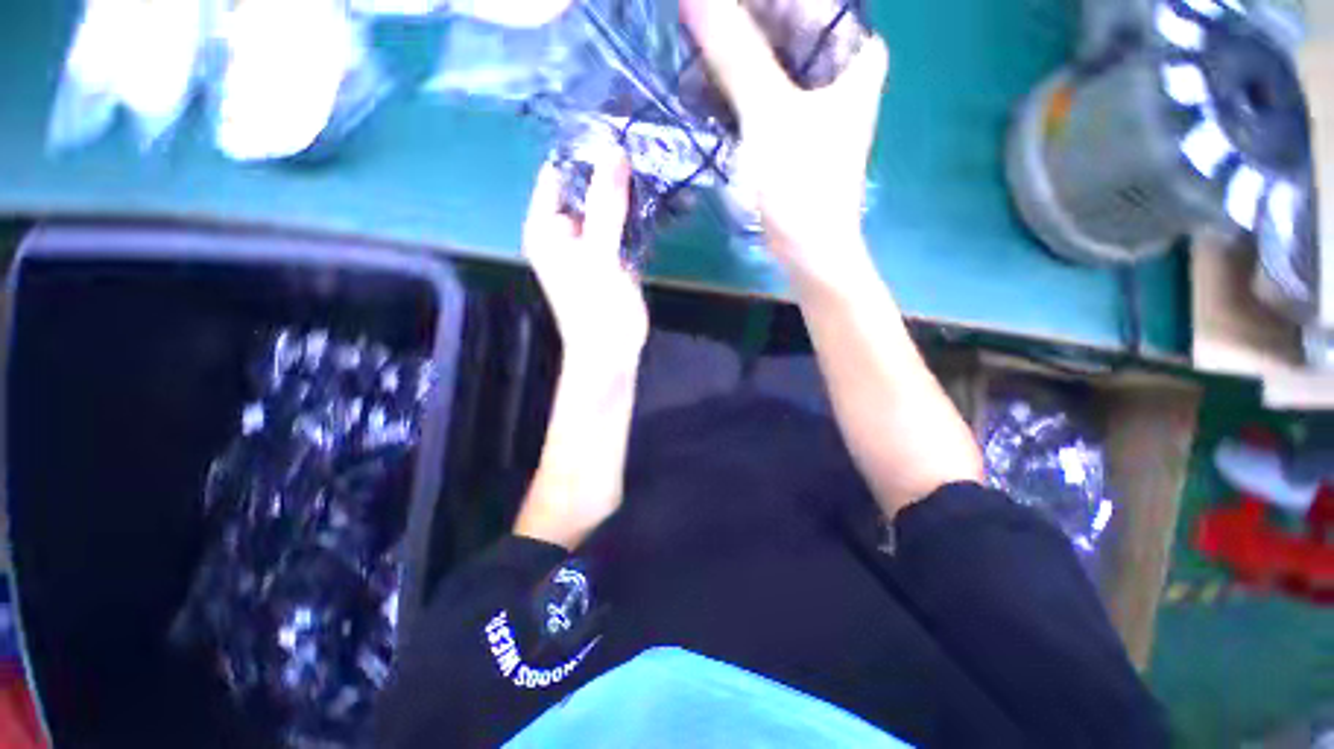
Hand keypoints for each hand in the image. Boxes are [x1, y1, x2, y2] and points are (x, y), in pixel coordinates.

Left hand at [523, 151, 647, 367]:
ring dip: (630, 192)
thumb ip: (605, 205)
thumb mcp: (599, 254)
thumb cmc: (596, 308)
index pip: (558, 174)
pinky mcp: (613, 256)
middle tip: (646, 145)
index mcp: (547, 227)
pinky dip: (640, 216)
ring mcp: (592, 244)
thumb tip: (613, 151)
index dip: (583, 151)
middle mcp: (566, 231)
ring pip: (609, 207)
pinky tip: (662, 200)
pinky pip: (624, 227)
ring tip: (658, 165)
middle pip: (586, 188)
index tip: (617, 129)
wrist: (612, 352)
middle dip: (613, 171)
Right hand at [681, 0, 888, 288]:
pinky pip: (760, 91)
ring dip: (728, 58)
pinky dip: (732, 89)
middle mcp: (837, 66)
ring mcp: (813, 99)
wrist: (809, 249)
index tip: (701, 5)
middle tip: (689, 27)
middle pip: (781, 25)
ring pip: (767, 59)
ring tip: (687, 56)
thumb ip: (735, 52)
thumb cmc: (801, 184)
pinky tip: (701, 89)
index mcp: (851, 50)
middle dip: (734, 25)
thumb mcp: (769, 113)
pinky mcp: (792, 127)